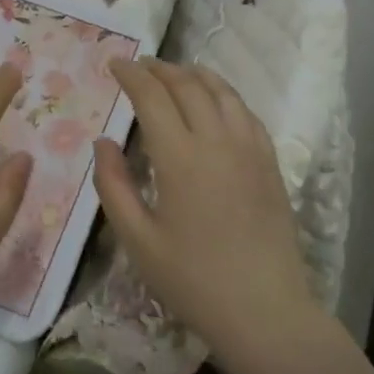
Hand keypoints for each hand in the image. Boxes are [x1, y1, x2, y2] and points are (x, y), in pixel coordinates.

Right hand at [93, 59, 314, 360]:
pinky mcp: (270, 163)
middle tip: (140, 66)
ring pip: (222, 92)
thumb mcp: (137, 239)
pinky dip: (225, 95)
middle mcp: (218, 141)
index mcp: (180, 157)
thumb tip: (103, 142)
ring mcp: (250, 149)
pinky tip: (216, 102)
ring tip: (175, 74)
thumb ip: (114, 185)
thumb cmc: (192, 280)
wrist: (264, 310)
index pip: (152, 96)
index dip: (131, 74)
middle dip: (160, 69)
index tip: (115, 63)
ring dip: (194, 75)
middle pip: (188, 85)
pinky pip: (246, 113)